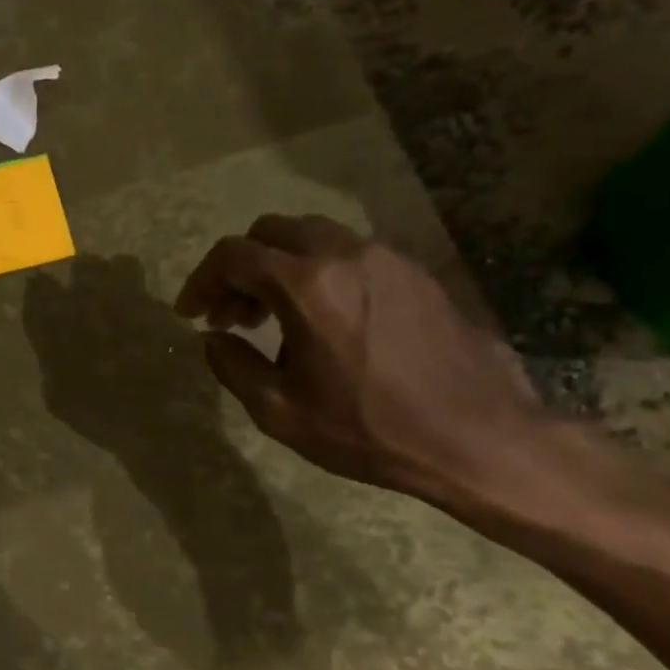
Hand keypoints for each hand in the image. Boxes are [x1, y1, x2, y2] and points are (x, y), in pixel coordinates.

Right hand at [173, 215, 553, 507]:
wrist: (479, 438)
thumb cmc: (370, 429)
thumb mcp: (280, 411)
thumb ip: (232, 365)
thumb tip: (212, 338)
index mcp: (306, 286)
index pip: (233, 255)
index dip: (201, 280)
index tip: (191, 312)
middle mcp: (344, 254)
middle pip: (270, 232)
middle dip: (239, 267)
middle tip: (233, 315)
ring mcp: (386, 257)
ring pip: (312, 236)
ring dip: (279, 266)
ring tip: (275, 316)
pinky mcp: (415, 272)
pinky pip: (350, 252)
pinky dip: (319, 271)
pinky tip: (325, 320)